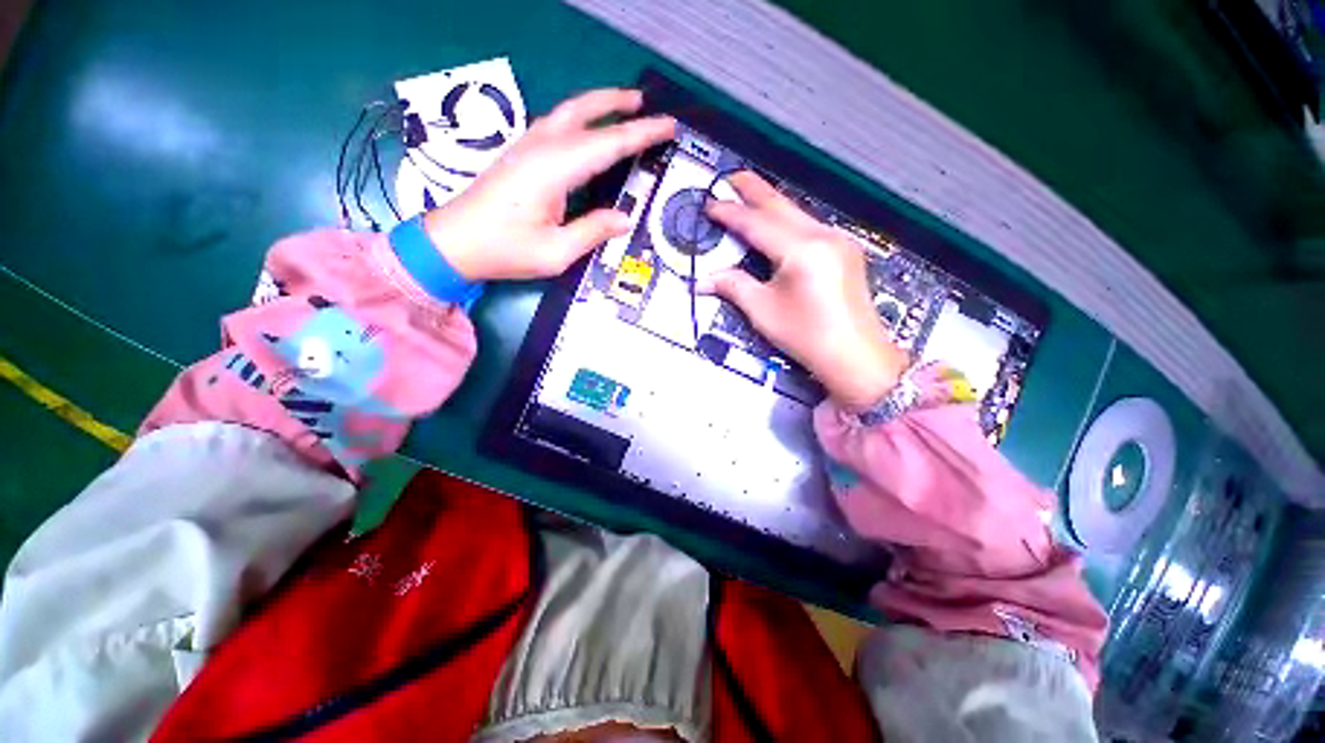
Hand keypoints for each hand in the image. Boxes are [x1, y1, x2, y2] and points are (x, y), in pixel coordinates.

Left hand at [423, 89, 675, 280]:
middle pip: (584, 111)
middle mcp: (541, 148)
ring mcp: (527, 147)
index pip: (607, 143)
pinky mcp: (520, 155)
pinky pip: (558, 126)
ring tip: (624, 108)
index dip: (641, 134)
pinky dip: (581, 120)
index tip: (668, 125)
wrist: (453, 243)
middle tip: (646, 103)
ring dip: (598, 106)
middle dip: (617, 103)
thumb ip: (593, 231)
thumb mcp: (556, 252)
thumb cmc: (504, 250)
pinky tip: (589, 132)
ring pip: (568, 113)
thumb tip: (625, 217)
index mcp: (553, 169)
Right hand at [702, 172, 908, 409]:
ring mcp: (839, 241)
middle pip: (781, 205)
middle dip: (753, 190)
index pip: (757, 223)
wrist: (855, 356)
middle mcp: (823, 236)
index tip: (710, 205)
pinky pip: (809, 227)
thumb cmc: (806, 335)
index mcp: (801, 250)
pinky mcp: (845, 251)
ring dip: (771, 205)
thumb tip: (702, 281)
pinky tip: (776, 225)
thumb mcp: (763, 311)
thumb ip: (733, 286)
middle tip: (729, 179)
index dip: (730, 213)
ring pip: (797, 214)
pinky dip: (787, 222)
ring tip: (748, 198)